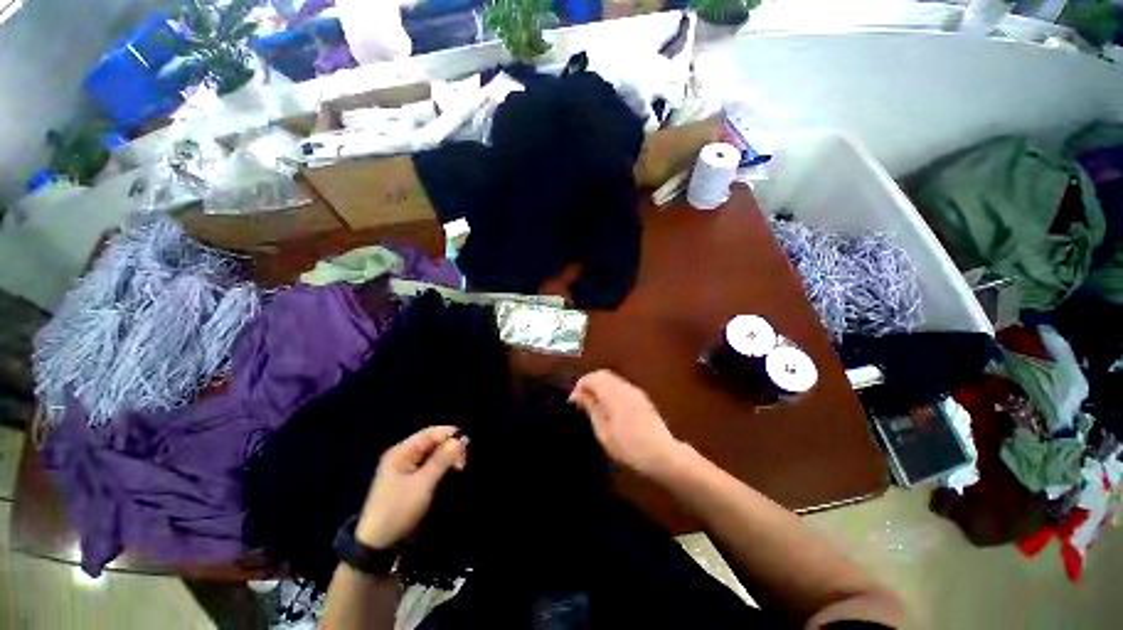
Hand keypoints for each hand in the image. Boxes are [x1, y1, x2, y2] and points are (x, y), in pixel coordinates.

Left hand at [356, 426, 467, 548]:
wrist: (378, 545)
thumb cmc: (399, 510)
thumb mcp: (422, 484)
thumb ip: (442, 460)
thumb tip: (460, 439)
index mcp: (401, 452)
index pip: (430, 433)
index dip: (449, 436)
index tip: (466, 447)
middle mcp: (403, 456)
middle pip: (433, 442)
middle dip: (450, 448)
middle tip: (462, 464)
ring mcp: (407, 469)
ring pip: (434, 454)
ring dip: (448, 458)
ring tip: (458, 469)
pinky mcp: (411, 481)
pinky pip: (431, 466)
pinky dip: (442, 467)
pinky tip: (450, 474)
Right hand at [569, 370, 684, 478]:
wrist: (662, 454)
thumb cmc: (629, 446)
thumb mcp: (604, 431)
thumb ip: (591, 409)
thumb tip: (578, 394)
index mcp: (614, 393)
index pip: (592, 377)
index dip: (580, 385)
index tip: (573, 401)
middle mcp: (624, 387)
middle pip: (602, 374)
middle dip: (589, 383)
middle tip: (581, 401)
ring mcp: (635, 391)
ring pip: (612, 379)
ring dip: (600, 386)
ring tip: (593, 404)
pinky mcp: (641, 397)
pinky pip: (621, 386)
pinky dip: (610, 390)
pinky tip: (609, 407)